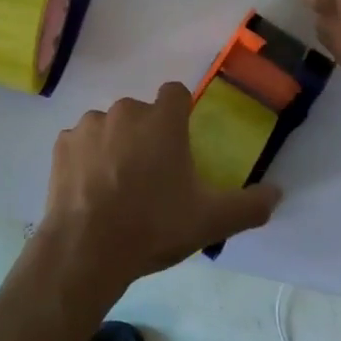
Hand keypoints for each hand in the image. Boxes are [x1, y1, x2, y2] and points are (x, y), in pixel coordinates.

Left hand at [39, 82, 280, 292]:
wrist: (87, 248)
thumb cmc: (154, 226)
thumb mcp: (211, 221)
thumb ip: (250, 205)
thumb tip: (278, 193)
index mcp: (162, 119)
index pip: (176, 93)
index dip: (180, 114)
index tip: (180, 143)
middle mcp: (125, 110)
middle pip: (141, 113)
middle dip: (146, 135)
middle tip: (151, 177)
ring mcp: (89, 125)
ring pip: (109, 127)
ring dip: (114, 146)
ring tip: (117, 187)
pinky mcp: (62, 144)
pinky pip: (80, 144)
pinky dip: (86, 160)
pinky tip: (90, 191)